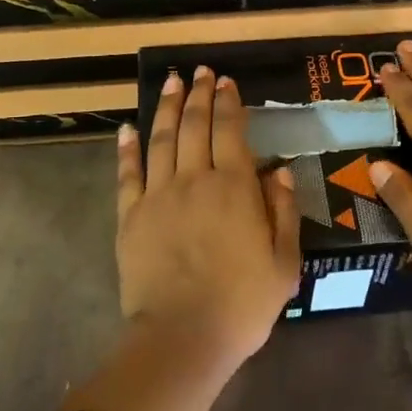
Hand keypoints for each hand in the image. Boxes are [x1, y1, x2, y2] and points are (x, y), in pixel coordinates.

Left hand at [115, 66, 302, 364]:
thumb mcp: (283, 264)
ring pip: (162, 139)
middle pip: (195, 126)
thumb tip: (281, 172)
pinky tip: (128, 128)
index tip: (226, 81)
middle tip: (200, 72)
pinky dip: (128, 148)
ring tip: (171, 82)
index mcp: (235, 189)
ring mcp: (159, 196)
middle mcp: (196, 180)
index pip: (231, 132)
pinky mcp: (131, 216)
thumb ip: (284, 213)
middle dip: (199, 94)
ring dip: (167, 107)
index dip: (229, 103)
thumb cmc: (241, 304)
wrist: (182, 338)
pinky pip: (128, 174)